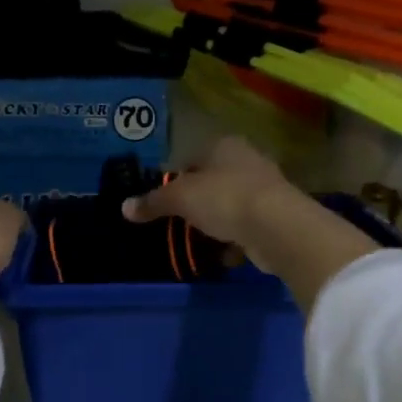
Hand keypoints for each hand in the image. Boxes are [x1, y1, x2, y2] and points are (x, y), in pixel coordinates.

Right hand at [125, 137, 381, 306]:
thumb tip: (124, 207)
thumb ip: (153, 202)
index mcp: (224, 146)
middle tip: (177, 225)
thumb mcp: (180, 198)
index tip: (163, 202)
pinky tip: (222, 255)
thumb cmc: (224, 199)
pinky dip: (233, 242)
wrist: (276, 227)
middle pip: (212, 183)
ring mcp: (265, 190)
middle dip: (195, 205)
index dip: (175, 179)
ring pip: (229, 206)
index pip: (192, 158)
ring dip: (215, 225)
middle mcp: (247, 160)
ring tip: (197, 243)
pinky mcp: (276, 218)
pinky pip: (245, 229)